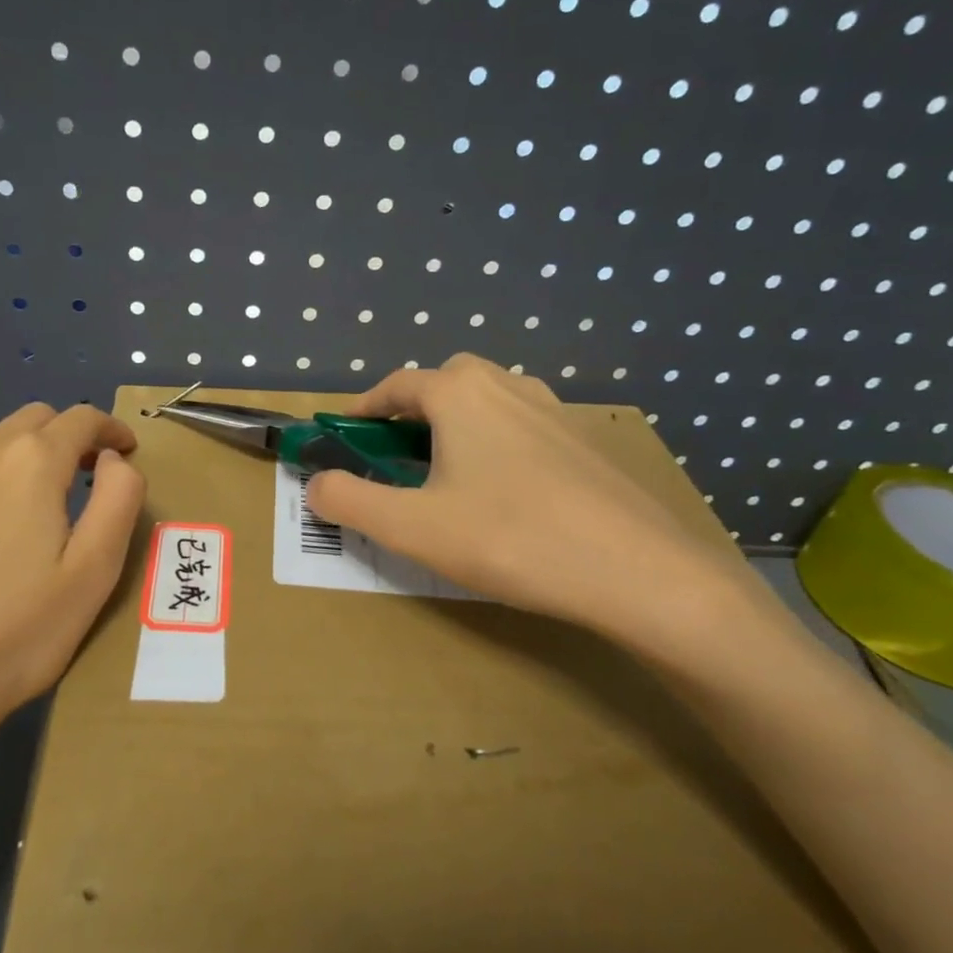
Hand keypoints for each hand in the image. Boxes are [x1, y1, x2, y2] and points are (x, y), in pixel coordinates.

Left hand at [0, 403, 144, 839]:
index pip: (80, 419)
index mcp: (29, 465)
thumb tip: (115, 460)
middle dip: (65, 440)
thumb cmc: (15, 638)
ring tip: (26, 520)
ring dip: (17, 467)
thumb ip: (118, 500)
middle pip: (30, 423)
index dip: (110, 429)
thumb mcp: (93, 574)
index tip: (126, 448)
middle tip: (85, 479)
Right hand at [306, 354, 772, 662]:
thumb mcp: (412, 527)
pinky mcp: (584, 441)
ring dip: (456, 422)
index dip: (364, 408)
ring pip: (489, 400)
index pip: (397, 385)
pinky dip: (496, 440)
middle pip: (445, 382)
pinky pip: (523, 425)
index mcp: (460, 394)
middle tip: (395, 454)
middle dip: (411, 409)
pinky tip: (502, 489)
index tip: (345, 435)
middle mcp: (507, 387)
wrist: (636, 570)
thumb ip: (352, 502)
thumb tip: (315, 484)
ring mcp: (553, 411)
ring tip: (445, 470)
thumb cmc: (510, 538)